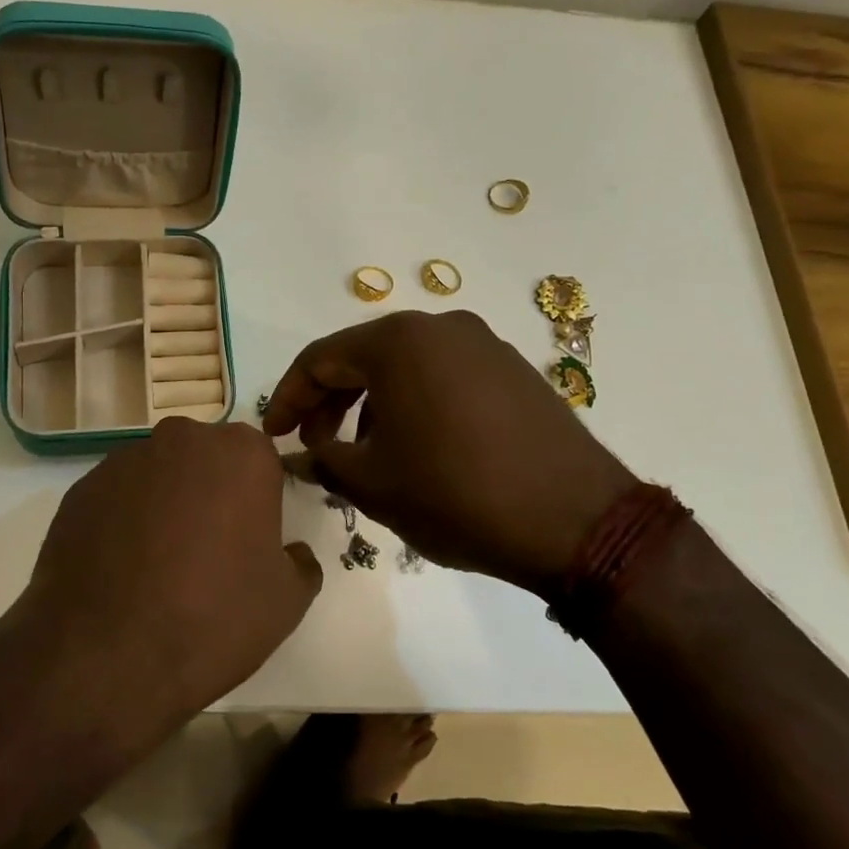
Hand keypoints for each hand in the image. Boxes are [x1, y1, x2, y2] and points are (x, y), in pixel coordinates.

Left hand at [11, 418, 322, 736]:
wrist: (105, 656)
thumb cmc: (213, 618)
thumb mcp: (287, 601)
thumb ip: (300, 562)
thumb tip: (291, 552)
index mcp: (241, 453)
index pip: (261, 462)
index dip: (259, 501)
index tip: (251, 540)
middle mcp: (182, 440)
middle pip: (207, 460)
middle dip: (212, 493)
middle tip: (208, 552)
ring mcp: (124, 461)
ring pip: (159, 476)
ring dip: (165, 505)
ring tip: (158, 567)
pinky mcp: (81, 489)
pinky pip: (118, 498)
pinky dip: (124, 522)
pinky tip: (121, 570)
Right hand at [263, 310, 637, 594]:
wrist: (576, 521)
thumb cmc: (455, 495)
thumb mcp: (373, 483)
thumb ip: (322, 460)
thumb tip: (297, 456)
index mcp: (399, 341)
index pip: (320, 359)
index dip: (288, 398)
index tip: (272, 435)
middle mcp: (441, 327)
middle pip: (363, 357)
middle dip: (329, 401)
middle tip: (313, 444)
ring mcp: (484, 345)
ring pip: (405, 367)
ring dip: (371, 405)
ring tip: (364, 454)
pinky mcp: (513, 370)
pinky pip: (444, 376)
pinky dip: (414, 404)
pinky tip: (416, 447)